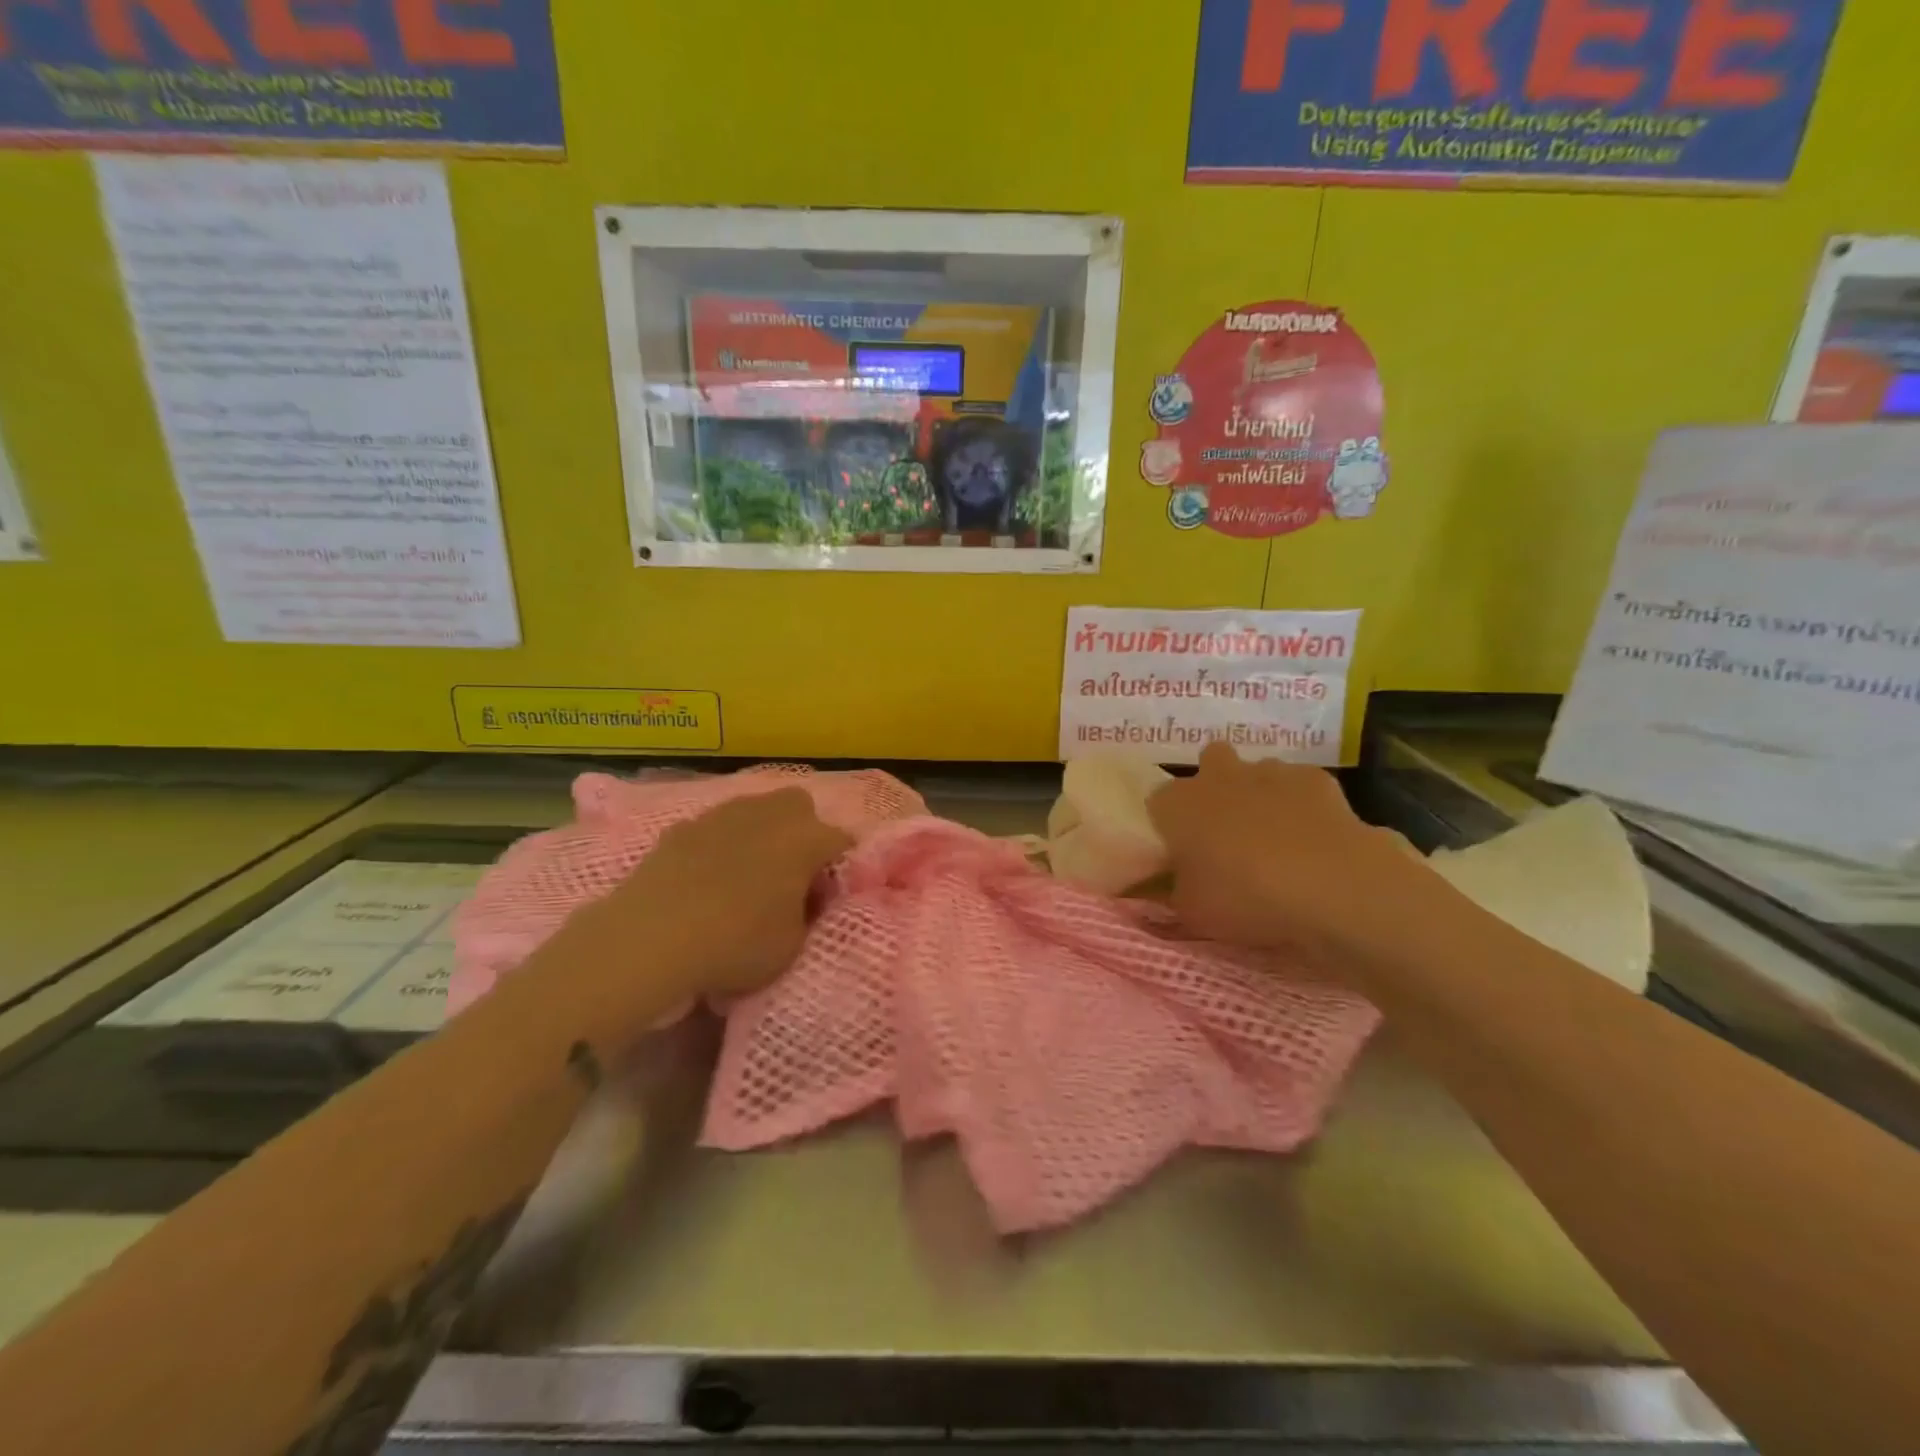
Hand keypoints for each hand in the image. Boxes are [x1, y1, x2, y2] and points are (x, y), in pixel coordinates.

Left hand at [556, 788, 853, 1003]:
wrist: (649, 939)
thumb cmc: (736, 944)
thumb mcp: (793, 945)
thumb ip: (807, 914)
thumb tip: (803, 898)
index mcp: (806, 838)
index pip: (842, 841)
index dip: (840, 869)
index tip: (829, 897)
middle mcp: (768, 814)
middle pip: (799, 807)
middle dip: (803, 832)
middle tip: (792, 873)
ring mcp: (721, 815)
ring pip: (754, 811)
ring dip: (760, 834)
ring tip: (747, 875)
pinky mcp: (681, 828)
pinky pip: (714, 830)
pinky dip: (718, 846)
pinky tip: (705, 879)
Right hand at [1147, 743, 1427, 961]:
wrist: (1330, 886)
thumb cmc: (1244, 897)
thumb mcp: (1190, 911)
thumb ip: (1173, 891)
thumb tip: (1171, 884)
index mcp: (1177, 804)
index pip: (1158, 803)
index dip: (1169, 825)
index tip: (1180, 852)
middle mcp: (1217, 776)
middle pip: (1210, 763)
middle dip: (1216, 786)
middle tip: (1225, 830)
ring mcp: (1269, 771)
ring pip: (1257, 772)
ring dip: (1259, 794)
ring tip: (1274, 839)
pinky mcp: (1316, 778)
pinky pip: (1300, 786)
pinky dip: (1303, 806)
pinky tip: (1313, 839)